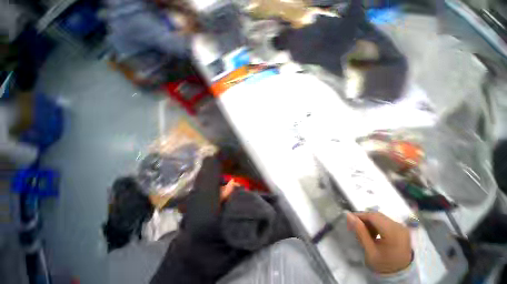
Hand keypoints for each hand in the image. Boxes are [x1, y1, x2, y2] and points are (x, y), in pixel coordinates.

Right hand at [347, 212, 411, 273]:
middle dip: (363, 218)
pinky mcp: (401, 229)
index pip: (372, 216)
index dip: (359, 215)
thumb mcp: (369, 251)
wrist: (400, 274)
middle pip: (376, 215)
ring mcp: (401, 227)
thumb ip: (360, 232)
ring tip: (363, 230)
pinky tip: (372, 233)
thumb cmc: (383, 264)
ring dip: (369, 221)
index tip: (349, 221)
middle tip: (354, 226)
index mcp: (393, 232)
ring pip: (380, 217)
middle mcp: (399, 226)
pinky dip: (376, 224)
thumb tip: (349, 215)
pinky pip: (385, 221)